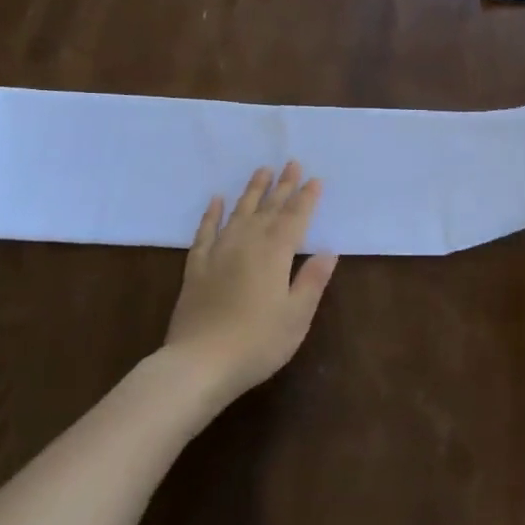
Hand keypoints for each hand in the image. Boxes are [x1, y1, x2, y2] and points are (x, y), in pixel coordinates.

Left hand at [163, 163, 337, 404]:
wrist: (199, 362)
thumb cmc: (257, 342)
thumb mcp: (296, 316)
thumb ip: (312, 280)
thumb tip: (328, 251)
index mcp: (275, 253)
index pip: (295, 217)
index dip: (306, 198)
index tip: (315, 179)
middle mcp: (247, 242)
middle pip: (269, 208)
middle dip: (282, 185)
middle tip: (291, 163)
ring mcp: (218, 251)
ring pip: (239, 212)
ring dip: (252, 191)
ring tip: (261, 170)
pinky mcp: (196, 266)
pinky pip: (205, 230)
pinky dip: (212, 213)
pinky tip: (216, 200)